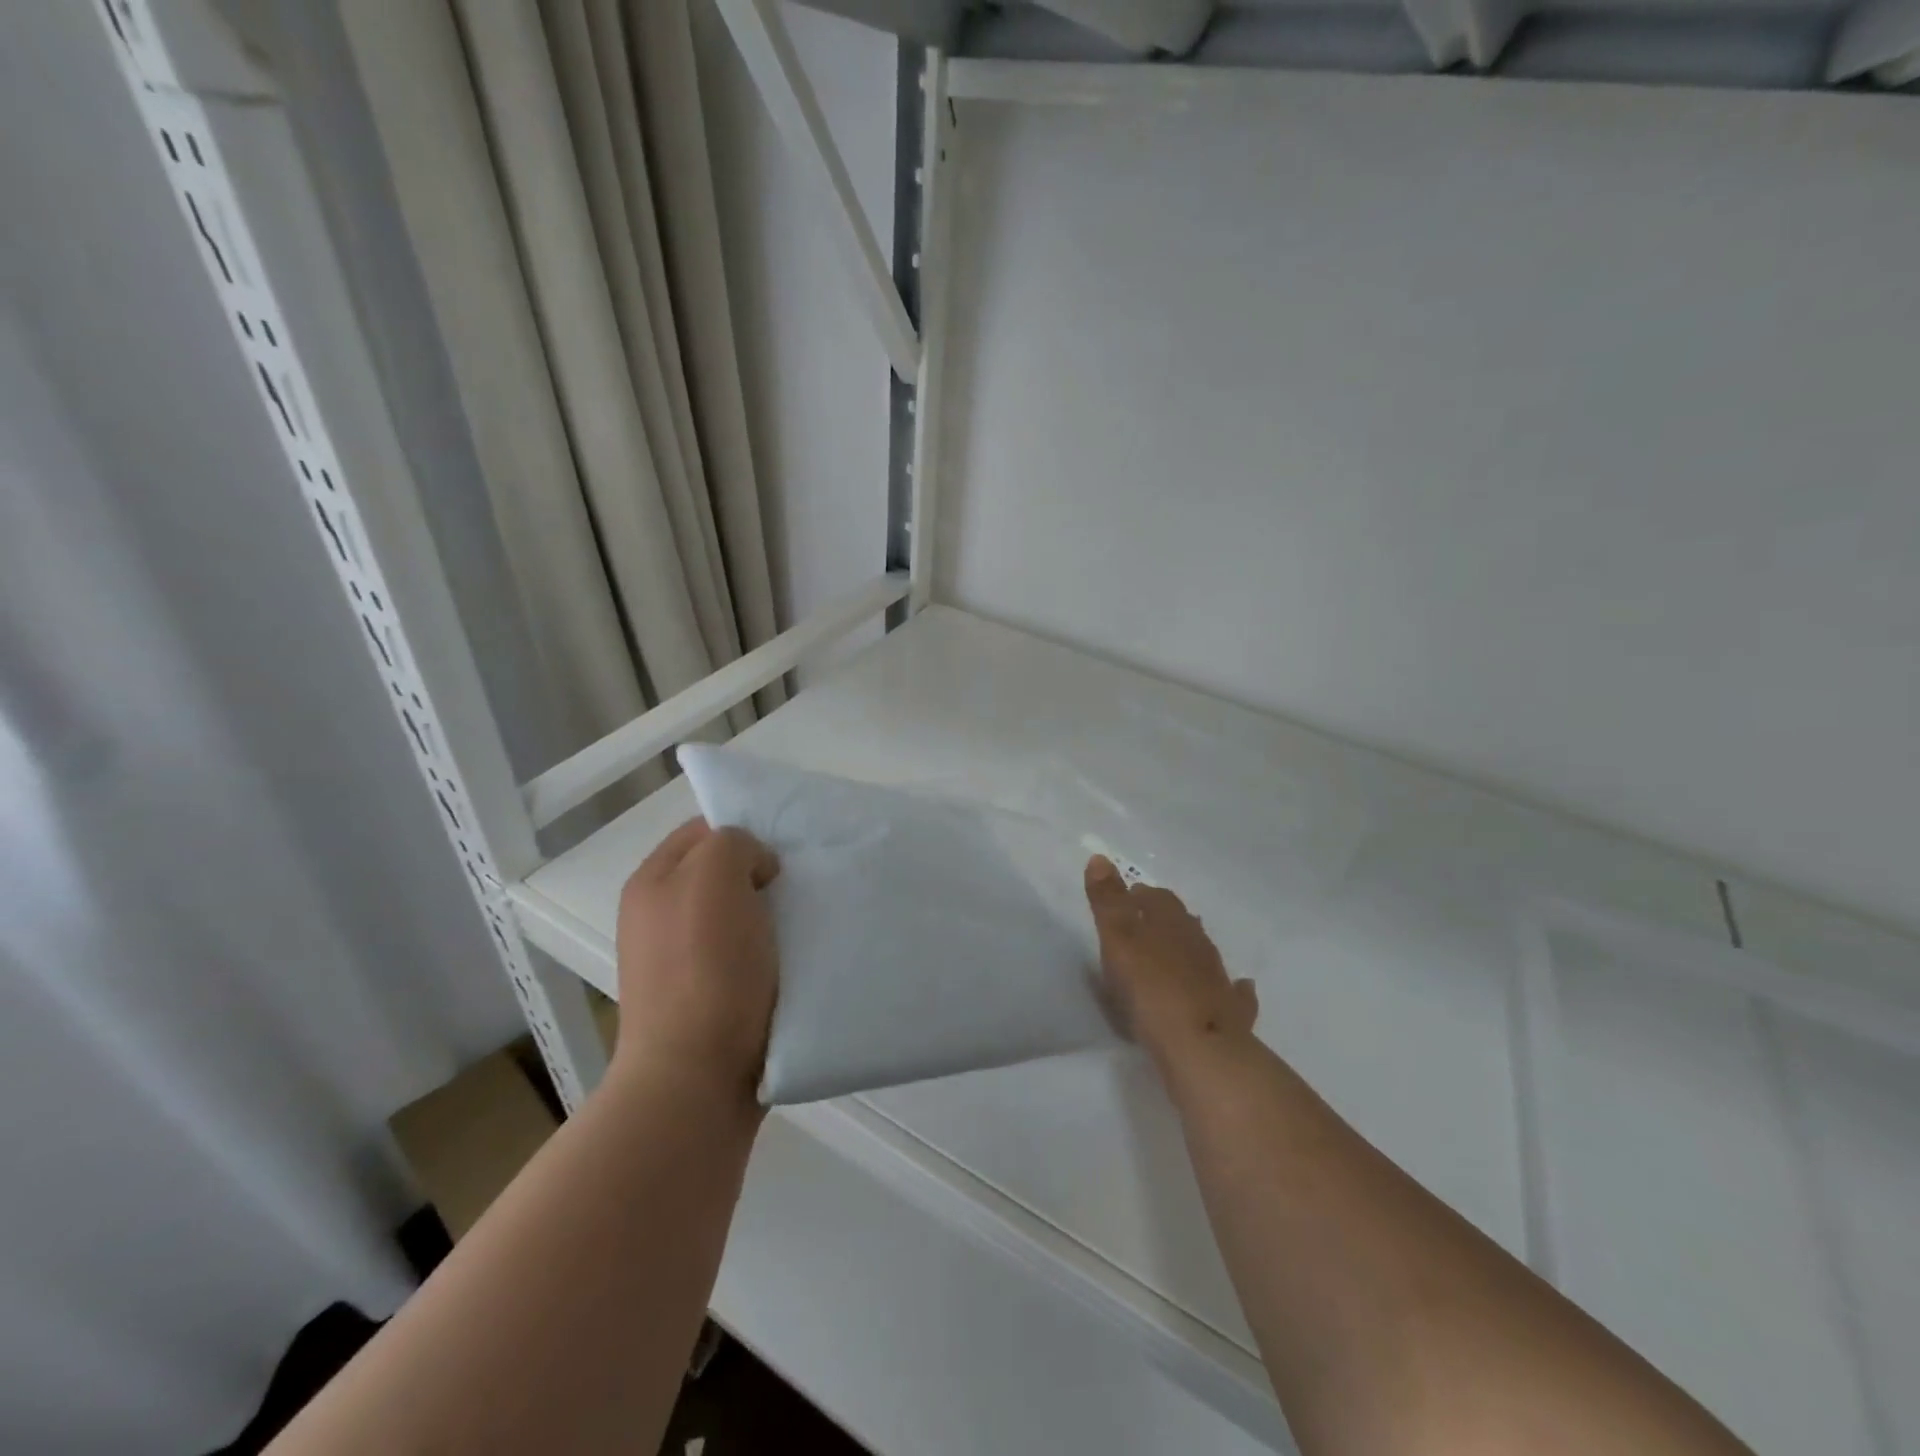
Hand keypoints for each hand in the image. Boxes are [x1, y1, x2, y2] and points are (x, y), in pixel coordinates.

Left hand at [612, 818, 780, 1101]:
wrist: (696, 1078)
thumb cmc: (707, 968)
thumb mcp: (716, 876)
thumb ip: (734, 844)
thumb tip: (755, 871)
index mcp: (653, 881)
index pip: (705, 829)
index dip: (748, 830)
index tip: (785, 851)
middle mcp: (657, 916)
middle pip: (721, 873)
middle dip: (762, 874)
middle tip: (799, 885)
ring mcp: (677, 961)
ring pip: (736, 915)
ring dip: (770, 916)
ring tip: (803, 923)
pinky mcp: (702, 999)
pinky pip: (742, 956)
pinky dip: (769, 953)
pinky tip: (792, 961)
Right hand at [1084, 855, 1258, 1072]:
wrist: (1200, 1048)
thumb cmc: (1150, 988)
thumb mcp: (1118, 940)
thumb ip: (1108, 901)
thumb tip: (1099, 857)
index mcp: (1171, 922)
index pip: (1157, 898)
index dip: (1140, 896)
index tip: (1126, 900)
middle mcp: (1198, 944)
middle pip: (1182, 922)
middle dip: (1164, 920)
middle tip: (1144, 926)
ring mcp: (1218, 978)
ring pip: (1204, 953)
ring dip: (1190, 949)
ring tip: (1175, 954)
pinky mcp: (1230, 1013)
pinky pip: (1233, 993)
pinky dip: (1231, 988)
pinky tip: (1237, 988)